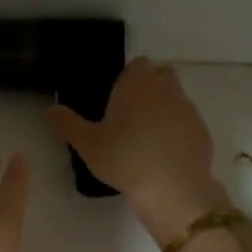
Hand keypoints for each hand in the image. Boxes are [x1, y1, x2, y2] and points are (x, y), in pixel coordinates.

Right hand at [49, 57, 230, 241]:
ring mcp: (188, 109)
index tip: (116, 98)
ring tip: (144, 138)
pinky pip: (186, 123)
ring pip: (174, 98)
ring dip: (163, 109)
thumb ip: (67, 124)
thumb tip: (50, 109)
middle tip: (129, 115)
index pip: (137, 64)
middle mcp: (166, 88)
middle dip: (148, 88)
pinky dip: (176, 131)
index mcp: (137, 83)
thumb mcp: (87, 144)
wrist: (173, 188)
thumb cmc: (125, 158)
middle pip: (159, 75)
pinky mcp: (201, 131)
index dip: (127, 78)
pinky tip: (163, 154)